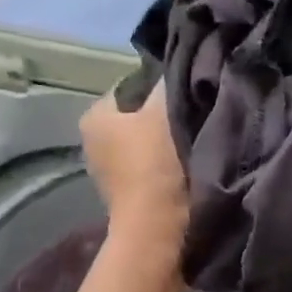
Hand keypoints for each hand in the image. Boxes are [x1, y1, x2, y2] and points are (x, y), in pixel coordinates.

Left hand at [81, 83, 188, 254]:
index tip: (190, 93)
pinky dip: (168, 164)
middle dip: (166, 114)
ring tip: (198, 139)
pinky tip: (190, 164)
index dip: (163, 86)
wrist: (157, 229)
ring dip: (170, 141)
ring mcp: (109, 171)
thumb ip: (170, 81)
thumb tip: (181, 63)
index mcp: (94, 116)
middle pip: (140, 115)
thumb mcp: (164, 110)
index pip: (133, 85)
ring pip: (147, 142)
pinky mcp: (128, 194)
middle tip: (198, 113)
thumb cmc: (154, 164)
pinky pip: (152, 166)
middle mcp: (93, 141)